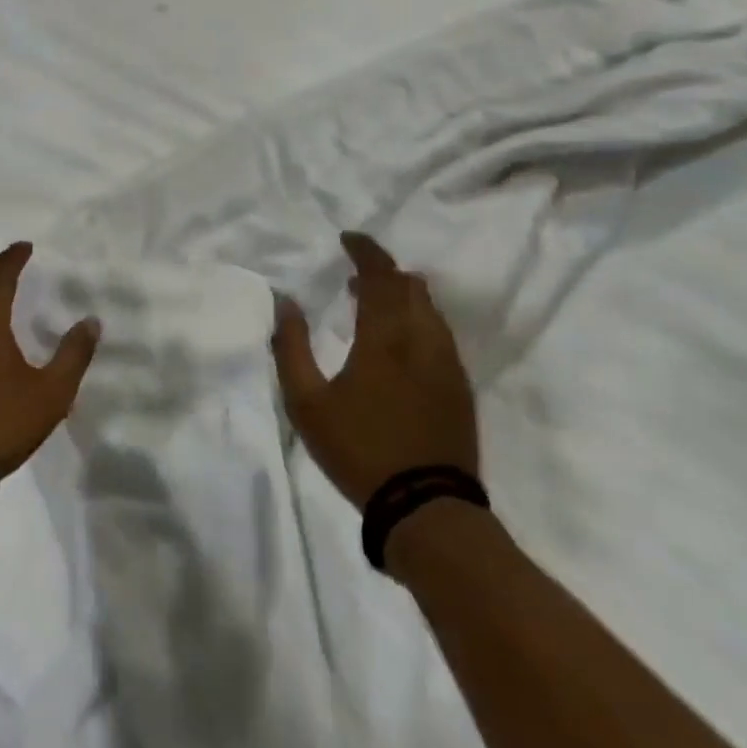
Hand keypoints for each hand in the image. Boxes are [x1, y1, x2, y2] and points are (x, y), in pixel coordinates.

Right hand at [272, 231, 478, 507]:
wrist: (427, 508)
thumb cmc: (359, 449)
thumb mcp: (306, 402)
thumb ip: (291, 346)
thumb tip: (285, 302)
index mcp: (386, 336)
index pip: (381, 274)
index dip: (366, 250)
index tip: (348, 238)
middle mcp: (424, 339)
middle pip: (411, 286)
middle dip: (384, 271)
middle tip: (355, 277)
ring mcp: (448, 364)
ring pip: (430, 309)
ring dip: (402, 296)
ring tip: (374, 309)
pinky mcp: (460, 388)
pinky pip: (440, 334)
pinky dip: (418, 321)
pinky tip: (400, 345)